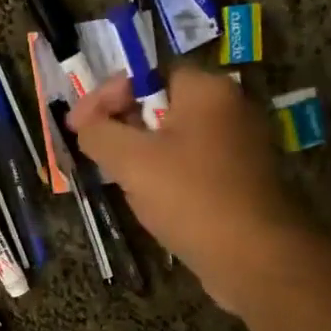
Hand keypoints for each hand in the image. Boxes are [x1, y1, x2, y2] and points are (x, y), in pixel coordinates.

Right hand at [69, 67, 310, 310]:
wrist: (254, 256)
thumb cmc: (190, 197)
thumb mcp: (130, 161)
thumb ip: (99, 133)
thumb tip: (84, 124)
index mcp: (206, 90)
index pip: (145, 74)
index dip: (105, 96)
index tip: (76, 126)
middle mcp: (230, 107)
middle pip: (160, 104)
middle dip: (121, 126)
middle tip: (94, 152)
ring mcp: (240, 145)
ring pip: (174, 138)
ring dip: (141, 154)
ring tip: (117, 178)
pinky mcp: (241, 179)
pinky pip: (192, 164)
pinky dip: (166, 174)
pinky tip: (150, 199)